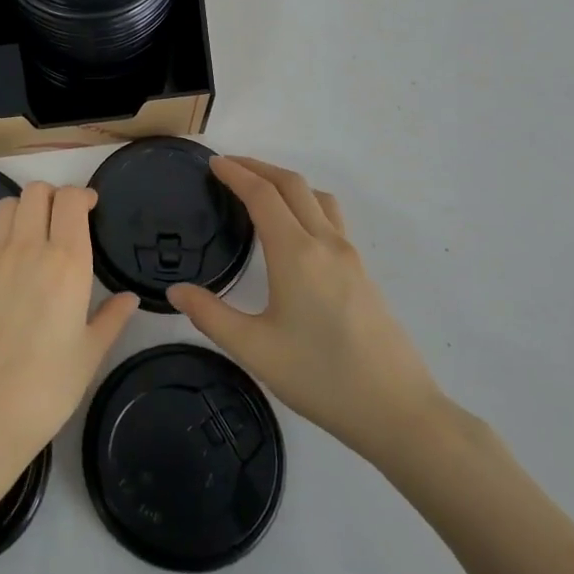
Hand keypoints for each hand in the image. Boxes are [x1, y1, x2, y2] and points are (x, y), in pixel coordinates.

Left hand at [0, 182, 138, 494]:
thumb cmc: (47, 389)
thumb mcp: (90, 354)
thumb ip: (112, 318)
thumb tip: (130, 298)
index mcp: (66, 262)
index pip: (71, 199)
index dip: (81, 195)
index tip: (89, 209)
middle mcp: (27, 248)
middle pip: (36, 192)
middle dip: (52, 198)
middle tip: (60, 221)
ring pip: (4, 206)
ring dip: (20, 211)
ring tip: (28, 235)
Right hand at [168, 156, 448, 464]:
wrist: (398, 411)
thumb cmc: (321, 377)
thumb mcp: (254, 350)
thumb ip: (210, 315)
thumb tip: (175, 291)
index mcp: (296, 253)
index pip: (262, 194)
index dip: (236, 173)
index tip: (213, 163)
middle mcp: (325, 243)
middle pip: (292, 184)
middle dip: (258, 167)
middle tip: (229, 166)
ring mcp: (350, 255)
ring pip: (316, 197)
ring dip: (285, 182)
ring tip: (260, 190)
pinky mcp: (363, 272)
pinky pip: (331, 217)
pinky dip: (305, 202)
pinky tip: (294, 229)